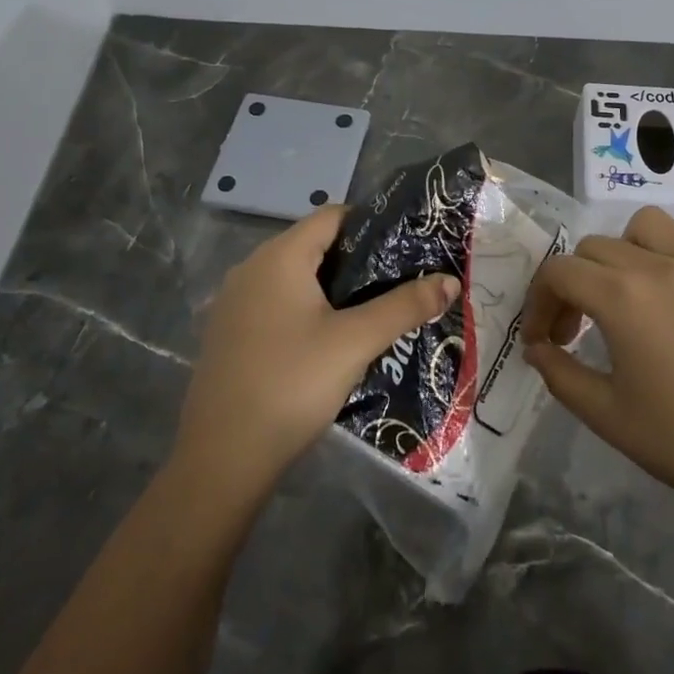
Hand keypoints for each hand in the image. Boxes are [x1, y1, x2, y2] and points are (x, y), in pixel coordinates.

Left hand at [174, 205, 460, 505]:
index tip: (407, 247)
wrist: (223, 457)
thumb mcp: (356, 342)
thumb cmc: (292, 383)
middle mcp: (251, 268)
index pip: (331, 216)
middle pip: (314, 246)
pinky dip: (306, 311)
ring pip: (295, 279)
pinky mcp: (229, 334)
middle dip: (358, 261)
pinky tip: (330, 341)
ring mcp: (234, 303)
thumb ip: (404, 306)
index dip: (372, 224)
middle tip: (399, 282)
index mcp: (279, 257)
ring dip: (333, 290)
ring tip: (374, 311)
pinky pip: (276, 305)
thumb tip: (450, 280)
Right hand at [521, 206, 673, 529]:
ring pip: (648, 225)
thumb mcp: (606, 416)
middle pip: (595, 247)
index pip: (559, 272)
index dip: (538, 303)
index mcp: (621, 298)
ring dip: (624, 250)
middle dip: (573, 284)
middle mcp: (659, 267)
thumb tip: (537, 349)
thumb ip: (560, 375)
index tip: (543, 341)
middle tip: (577, 331)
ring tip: (627, 291)